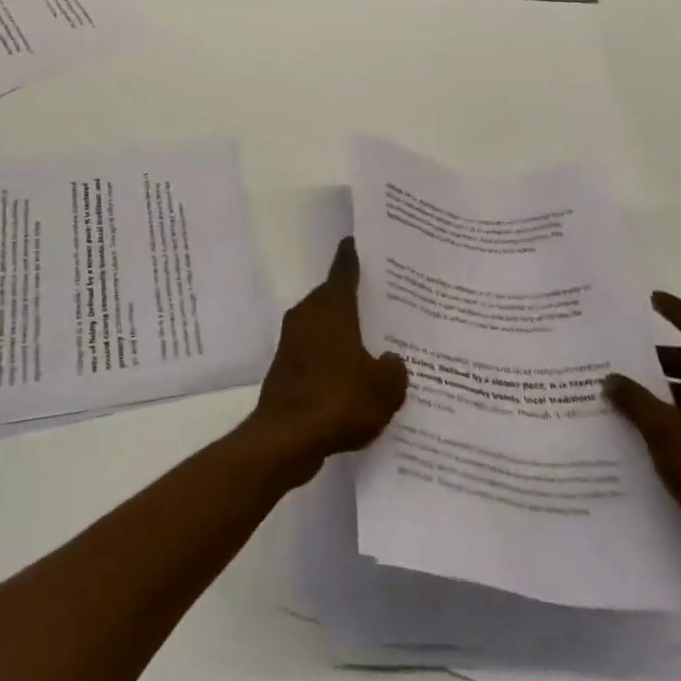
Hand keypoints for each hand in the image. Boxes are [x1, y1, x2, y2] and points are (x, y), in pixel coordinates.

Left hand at [244, 237, 407, 482]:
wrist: (287, 437)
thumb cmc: (339, 399)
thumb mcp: (384, 388)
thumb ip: (394, 369)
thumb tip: (391, 360)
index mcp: (332, 307)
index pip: (343, 270)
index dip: (352, 255)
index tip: (358, 242)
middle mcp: (308, 315)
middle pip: (333, 297)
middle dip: (355, 299)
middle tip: (383, 301)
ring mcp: (293, 341)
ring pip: (324, 326)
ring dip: (343, 332)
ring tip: (374, 343)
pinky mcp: (286, 368)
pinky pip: (315, 353)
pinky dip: (332, 359)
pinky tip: (353, 379)